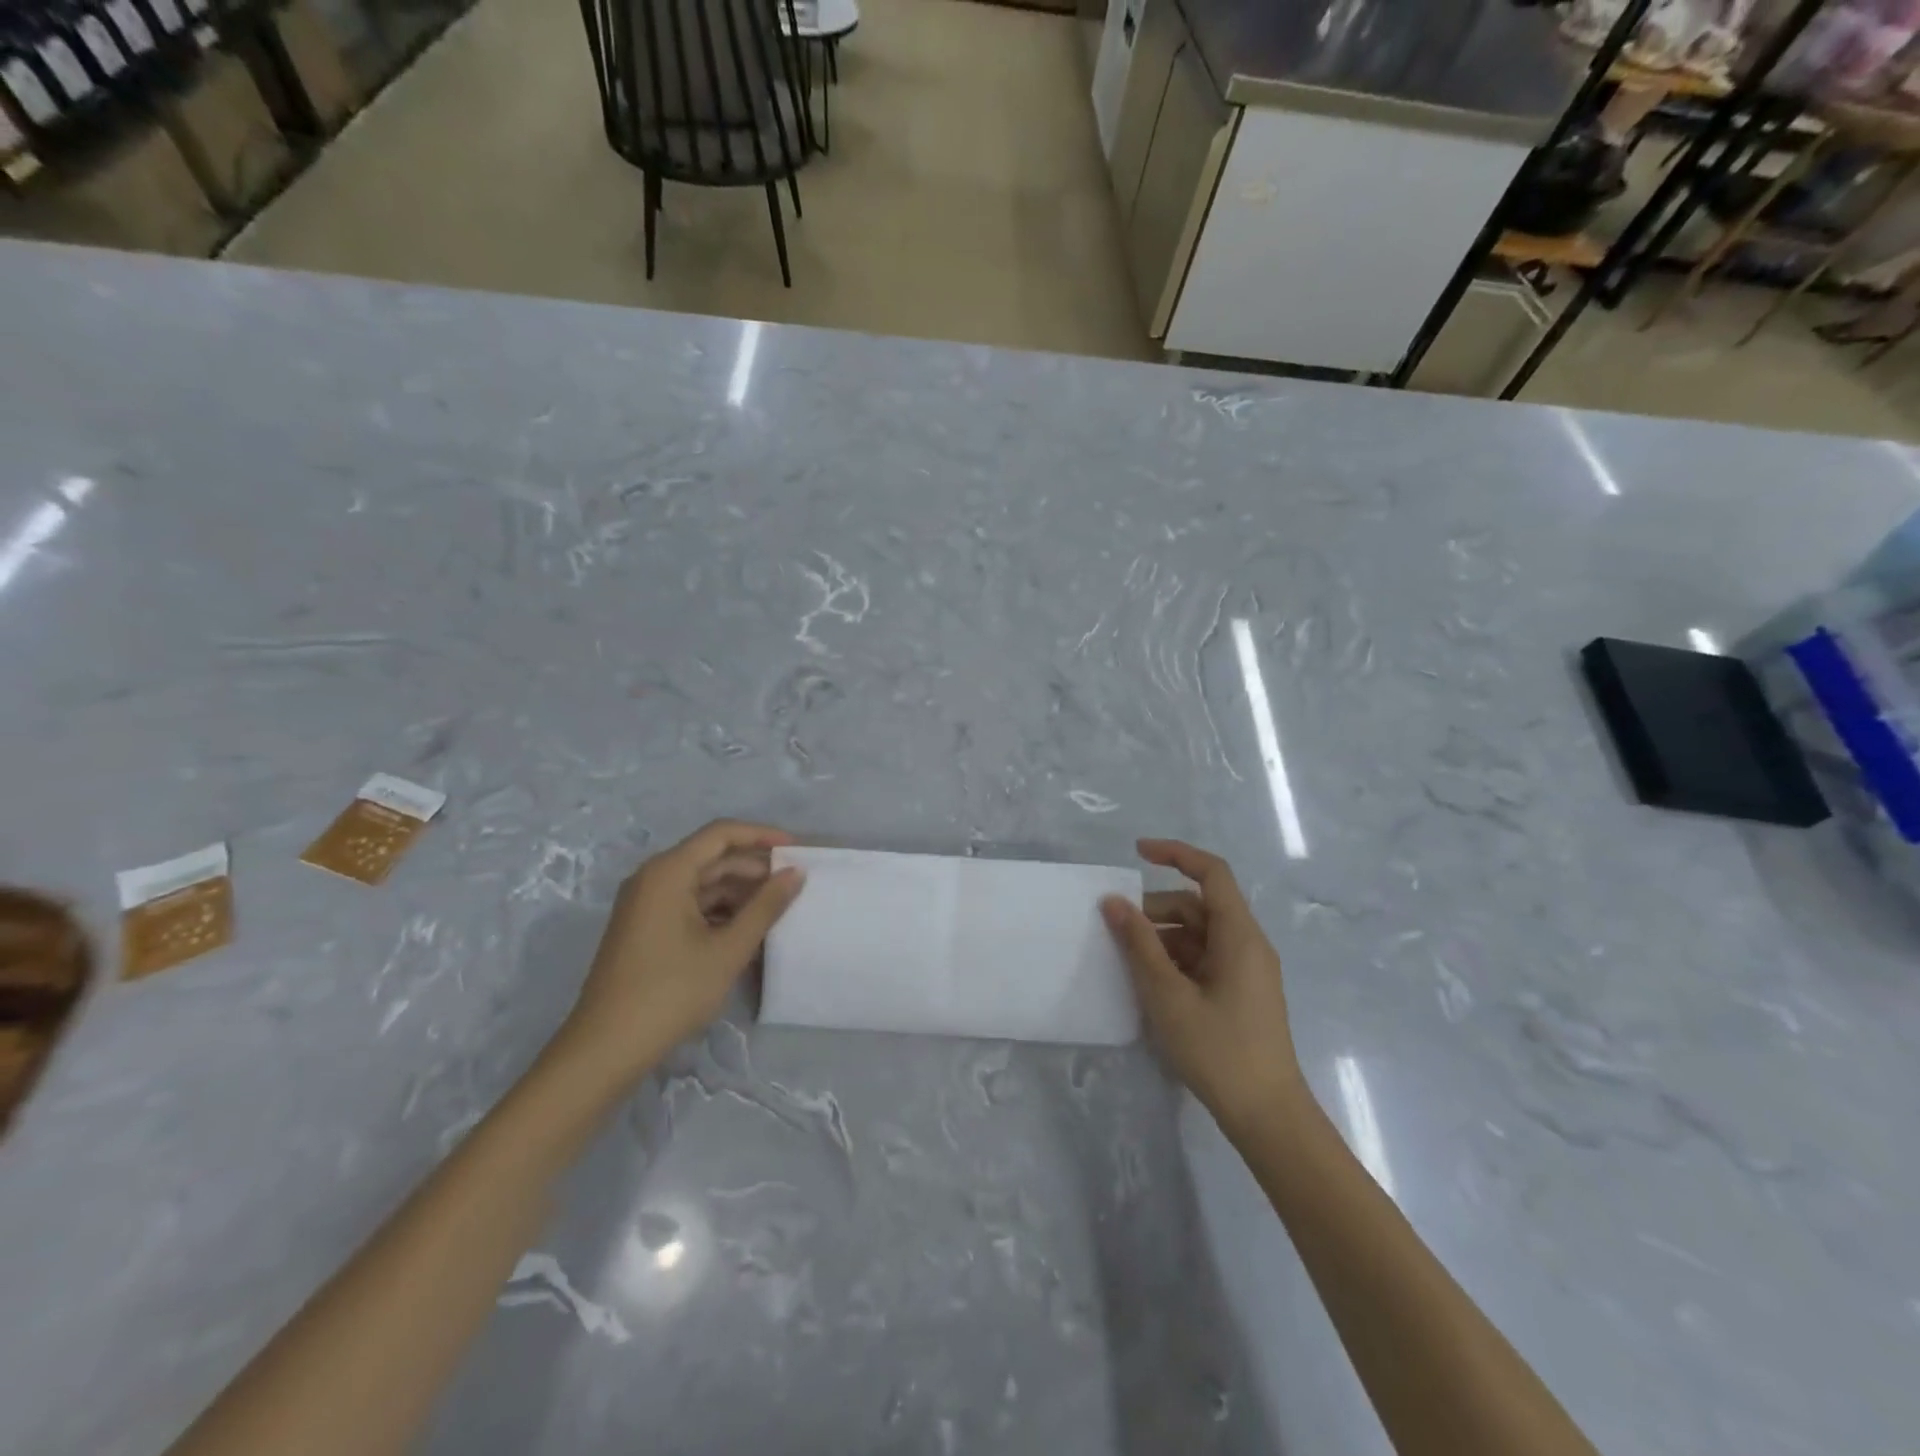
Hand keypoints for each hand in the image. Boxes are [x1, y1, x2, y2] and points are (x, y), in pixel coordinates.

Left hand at [558, 820, 804, 1083]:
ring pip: (702, 884)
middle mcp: (653, 878)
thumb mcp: (728, 949)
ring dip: (739, 893)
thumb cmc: (670, 992)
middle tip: (794, 886)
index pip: (722, 834)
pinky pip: (689, 905)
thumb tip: (795, 873)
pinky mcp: (645, 928)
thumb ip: (766, 907)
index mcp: (668, 872)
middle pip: (712, 858)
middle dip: (754, 869)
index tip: (797, 850)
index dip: (762, 836)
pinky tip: (747, 931)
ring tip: (777, 911)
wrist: (605, 1049)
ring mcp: (646, 904)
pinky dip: (720, 912)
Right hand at [1101, 839, 1304, 1134]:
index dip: (1175, 854)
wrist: (1268, 1116)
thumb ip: (1138, 944)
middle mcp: (1248, 944)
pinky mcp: (1241, 993)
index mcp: (1240, 935)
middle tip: (1117, 930)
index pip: (1211, 873)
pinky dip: (1175, 960)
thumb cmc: (1218, 1050)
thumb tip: (1113, 902)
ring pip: (1199, 934)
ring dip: (1162, 938)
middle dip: (1156, 909)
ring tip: (1128, 962)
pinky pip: (1204, 959)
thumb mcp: (1168, 995)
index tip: (1137, 852)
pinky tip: (1150, 984)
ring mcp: (1246, 970)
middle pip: (1198, 906)